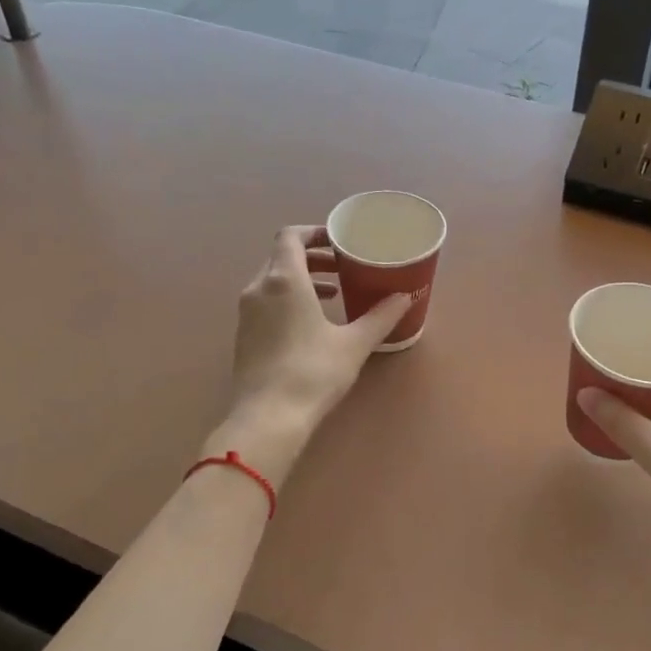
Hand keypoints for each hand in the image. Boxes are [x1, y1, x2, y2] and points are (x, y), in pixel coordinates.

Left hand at [216, 226, 410, 479]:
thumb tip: (406, 296)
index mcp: (283, 280)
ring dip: (301, 280)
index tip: (339, 241)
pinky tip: (311, 323)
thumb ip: (380, 316)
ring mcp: (246, 313)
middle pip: (281, 256)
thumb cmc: (313, 372)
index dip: (315, 232)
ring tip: (333, 293)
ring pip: (272, 281)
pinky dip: (288, 299)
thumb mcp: (354, 344)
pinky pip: (266, 302)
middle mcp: (259, 288)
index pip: (291, 236)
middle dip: (313, 257)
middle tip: (342, 266)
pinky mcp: (243, 336)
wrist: (268, 417)